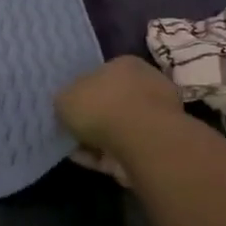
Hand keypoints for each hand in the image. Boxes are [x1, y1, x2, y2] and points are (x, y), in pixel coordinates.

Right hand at [56, 56, 183, 185]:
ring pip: (119, 128)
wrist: (143, 142)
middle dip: (93, 117)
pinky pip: (125, 150)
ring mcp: (157, 118)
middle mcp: (146, 86)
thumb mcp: (65, 97)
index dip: (83, 91)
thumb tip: (67, 106)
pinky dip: (105, 156)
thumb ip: (65, 100)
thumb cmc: (101, 106)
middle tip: (72, 129)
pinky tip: (85, 160)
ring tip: (74, 149)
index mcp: (125, 65)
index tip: (69, 106)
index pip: (102, 74)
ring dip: (98, 139)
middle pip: (113, 102)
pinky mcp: (160, 146)